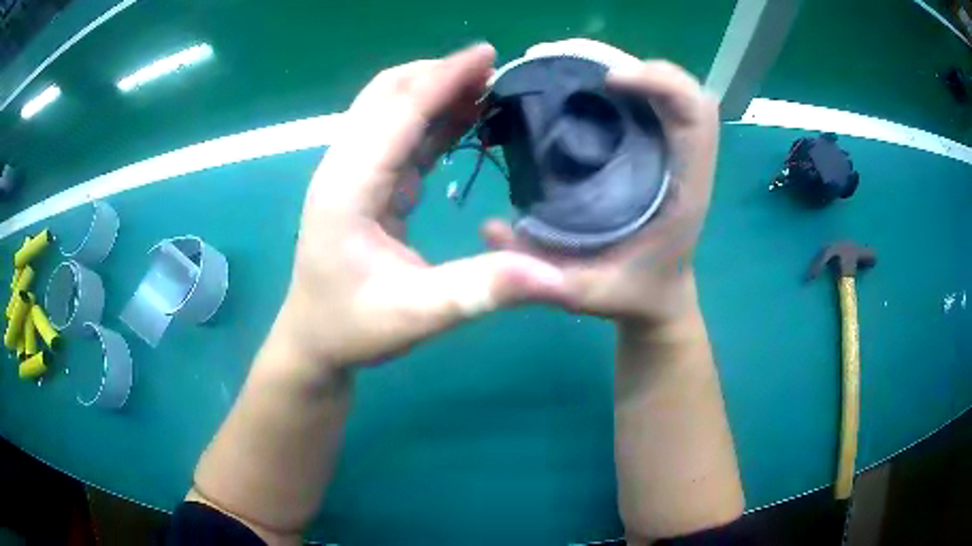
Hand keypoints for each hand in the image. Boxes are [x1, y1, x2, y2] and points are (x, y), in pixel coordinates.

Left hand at [277, 44, 569, 369]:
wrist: (314, 340)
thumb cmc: (353, 328)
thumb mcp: (418, 315)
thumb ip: (481, 290)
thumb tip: (554, 278)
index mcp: (348, 187)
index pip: (398, 112)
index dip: (443, 78)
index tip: (488, 54)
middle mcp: (344, 167)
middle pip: (387, 95)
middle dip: (439, 74)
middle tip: (494, 70)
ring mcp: (352, 173)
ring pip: (391, 110)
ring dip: (436, 92)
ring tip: (487, 88)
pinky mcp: (365, 184)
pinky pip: (400, 137)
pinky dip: (433, 120)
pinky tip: (465, 119)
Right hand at [482, 39, 719, 326]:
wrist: (659, 298)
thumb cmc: (635, 295)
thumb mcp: (591, 295)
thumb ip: (544, 276)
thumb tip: (489, 229)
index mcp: (685, 189)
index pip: (696, 114)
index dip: (661, 83)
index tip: (608, 80)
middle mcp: (681, 158)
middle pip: (673, 85)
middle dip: (618, 59)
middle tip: (553, 57)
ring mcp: (666, 148)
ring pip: (654, 84)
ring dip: (605, 62)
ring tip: (550, 63)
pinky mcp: (649, 146)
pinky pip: (635, 98)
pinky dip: (602, 79)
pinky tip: (563, 83)